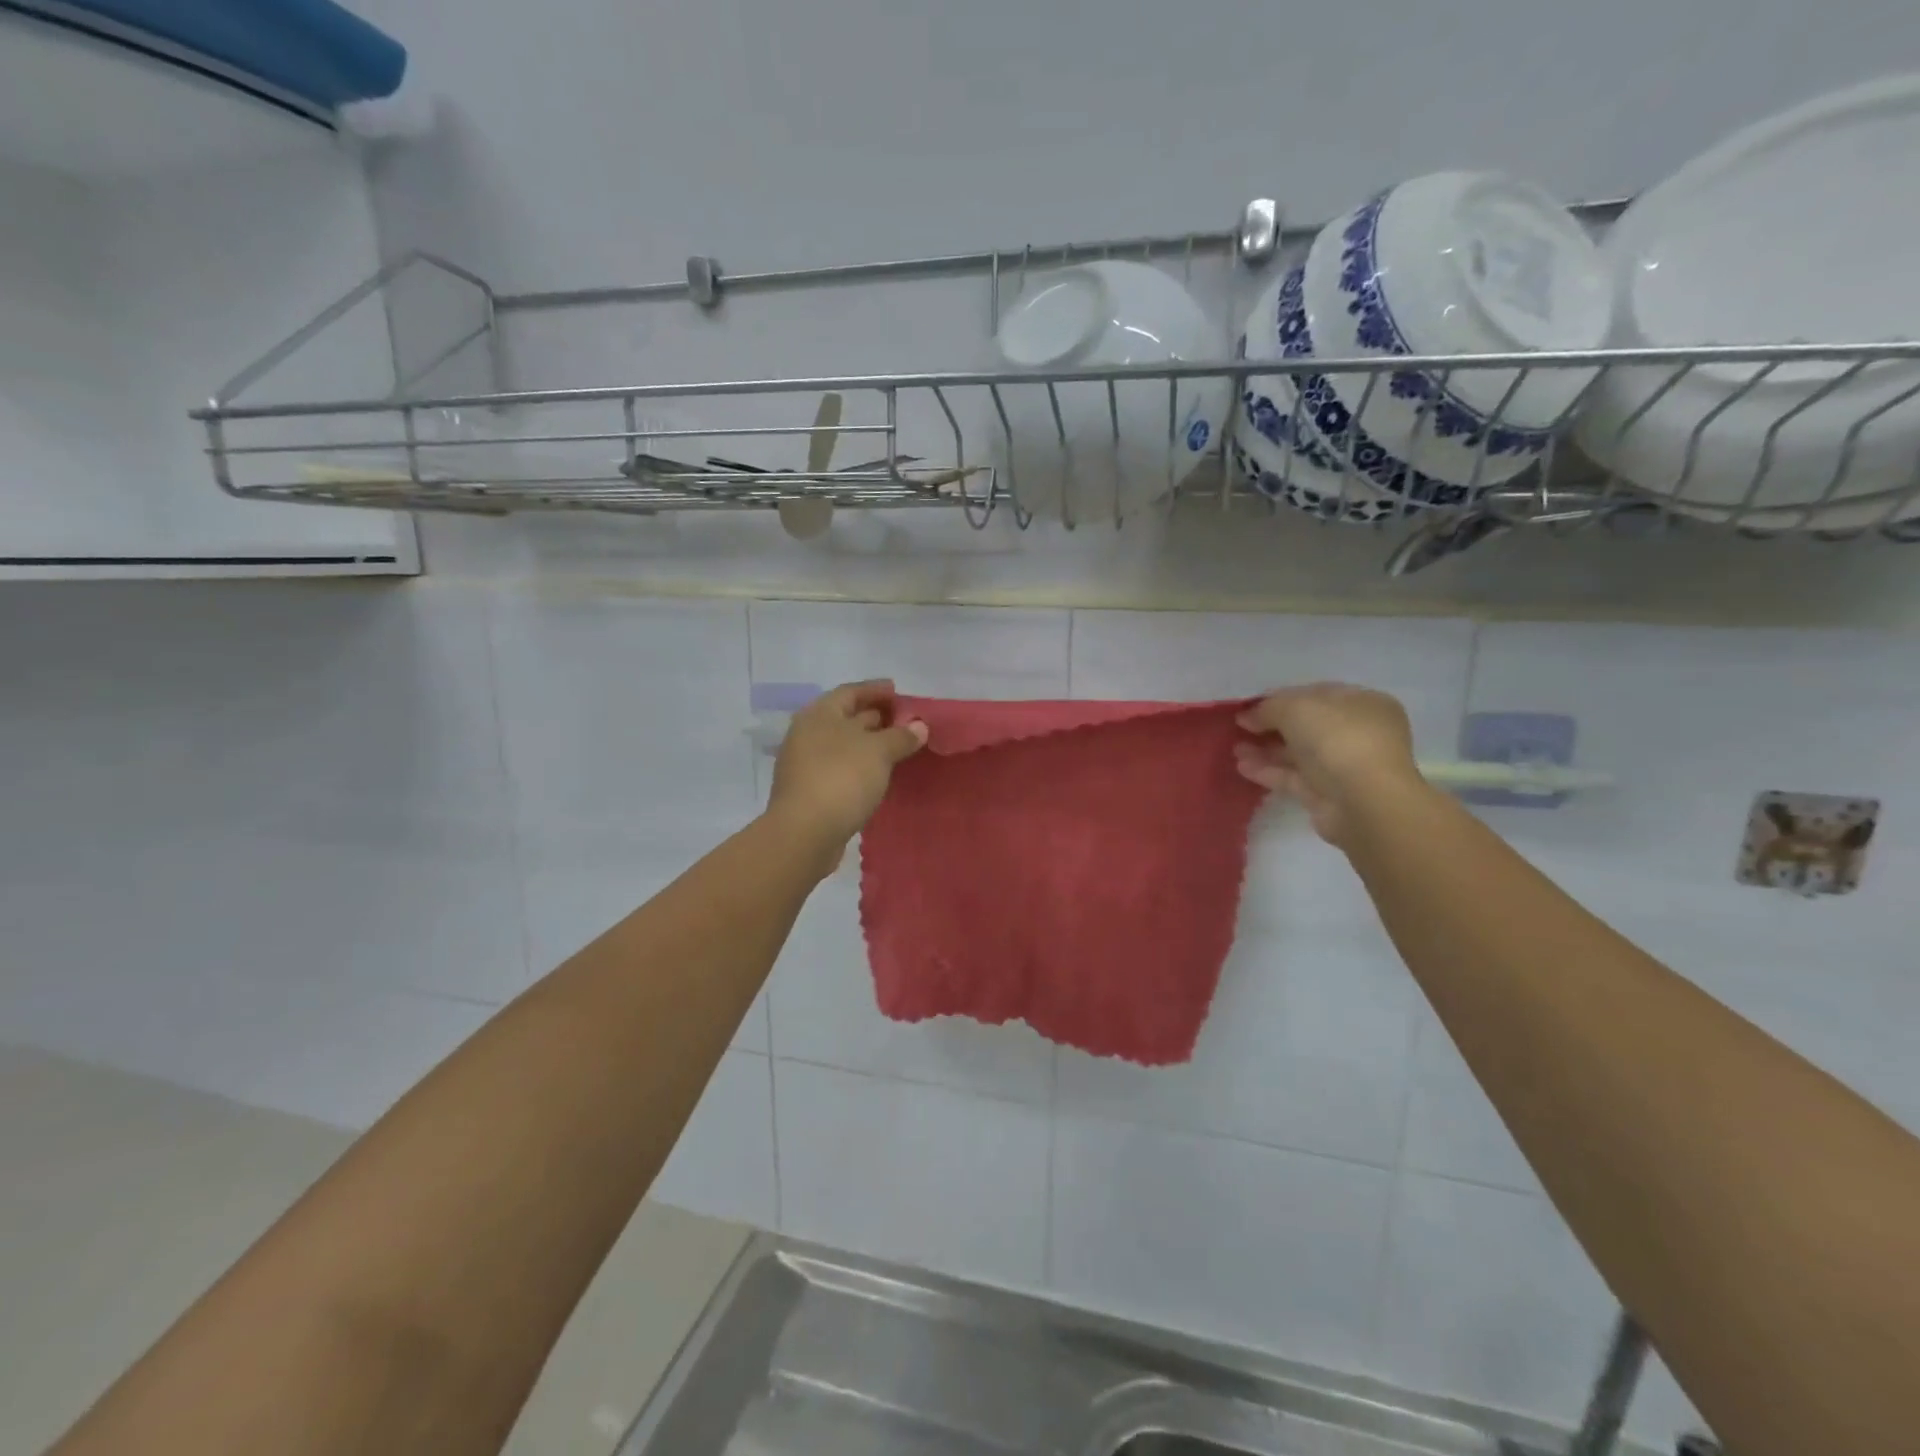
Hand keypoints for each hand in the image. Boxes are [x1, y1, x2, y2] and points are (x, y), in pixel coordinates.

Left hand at [768, 680, 927, 869]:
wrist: (805, 833)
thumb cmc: (841, 778)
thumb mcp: (878, 751)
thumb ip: (900, 736)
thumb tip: (919, 725)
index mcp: (820, 715)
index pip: (850, 692)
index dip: (875, 689)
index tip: (898, 692)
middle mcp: (807, 734)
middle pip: (845, 717)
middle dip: (874, 717)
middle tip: (904, 721)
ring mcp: (805, 764)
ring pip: (842, 745)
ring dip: (868, 744)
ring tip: (896, 748)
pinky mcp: (810, 791)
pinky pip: (840, 768)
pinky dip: (860, 766)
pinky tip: (877, 775)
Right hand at [1235, 682, 1424, 845]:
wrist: (1363, 802)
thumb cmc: (1337, 739)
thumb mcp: (1296, 708)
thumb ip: (1268, 707)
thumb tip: (1247, 716)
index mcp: (1363, 703)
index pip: (1316, 694)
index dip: (1281, 698)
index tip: (1250, 706)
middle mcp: (1358, 733)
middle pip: (1306, 725)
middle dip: (1270, 726)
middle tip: (1238, 728)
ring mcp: (1343, 766)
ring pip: (1297, 753)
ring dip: (1265, 750)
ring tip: (1234, 749)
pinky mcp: (1327, 794)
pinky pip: (1293, 777)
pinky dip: (1268, 771)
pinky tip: (1242, 767)